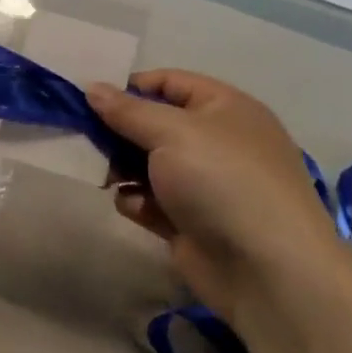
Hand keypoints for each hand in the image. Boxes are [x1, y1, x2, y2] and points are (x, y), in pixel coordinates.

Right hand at [86, 71, 344, 322]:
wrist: (266, 269)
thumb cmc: (221, 181)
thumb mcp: (171, 132)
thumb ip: (127, 110)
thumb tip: (92, 87)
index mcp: (224, 108)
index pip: (169, 82)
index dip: (130, 87)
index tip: (90, 99)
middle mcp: (215, 141)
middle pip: (153, 124)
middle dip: (118, 131)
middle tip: (85, 139)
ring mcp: (203, 184)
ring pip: (146, 164)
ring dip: (122, 168)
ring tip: (107, 176)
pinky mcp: (189, 221)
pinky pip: (151, 200)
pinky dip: (138, 202)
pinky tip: (137, 208)